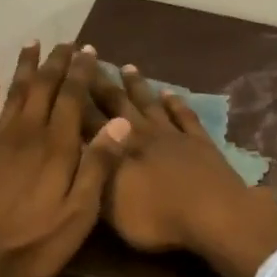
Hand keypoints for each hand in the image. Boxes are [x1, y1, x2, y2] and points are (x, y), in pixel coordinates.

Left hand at [0, 42, 130, 276]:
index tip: (90, 50)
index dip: (82, 72)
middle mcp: (27, 133)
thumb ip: (98, 167)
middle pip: (43, 88)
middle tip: (66, 42)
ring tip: (32, 45)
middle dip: (56, 63)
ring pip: (14, 93)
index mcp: (57, 147)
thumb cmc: (32, 244)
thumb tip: (120, 123)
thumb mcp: (78, 215)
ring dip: (24, 68)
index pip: (73, 97)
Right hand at [89, 64, 276, 276]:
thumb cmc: (156, 218)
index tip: (62, 74)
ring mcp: (172, 135)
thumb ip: (93, 177)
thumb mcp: (110, 208)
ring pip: (150, 103)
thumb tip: (77, 153)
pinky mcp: (200, 142)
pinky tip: (170, 93)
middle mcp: (141, 134)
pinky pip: (184, 116)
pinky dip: (176, 103)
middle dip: (100, 82)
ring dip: (137, 85)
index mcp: (116, 149)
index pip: (87, 119)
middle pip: (116, 103)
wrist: (213, 214)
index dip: (74, 97)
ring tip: (127, 67)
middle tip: (89, 57)